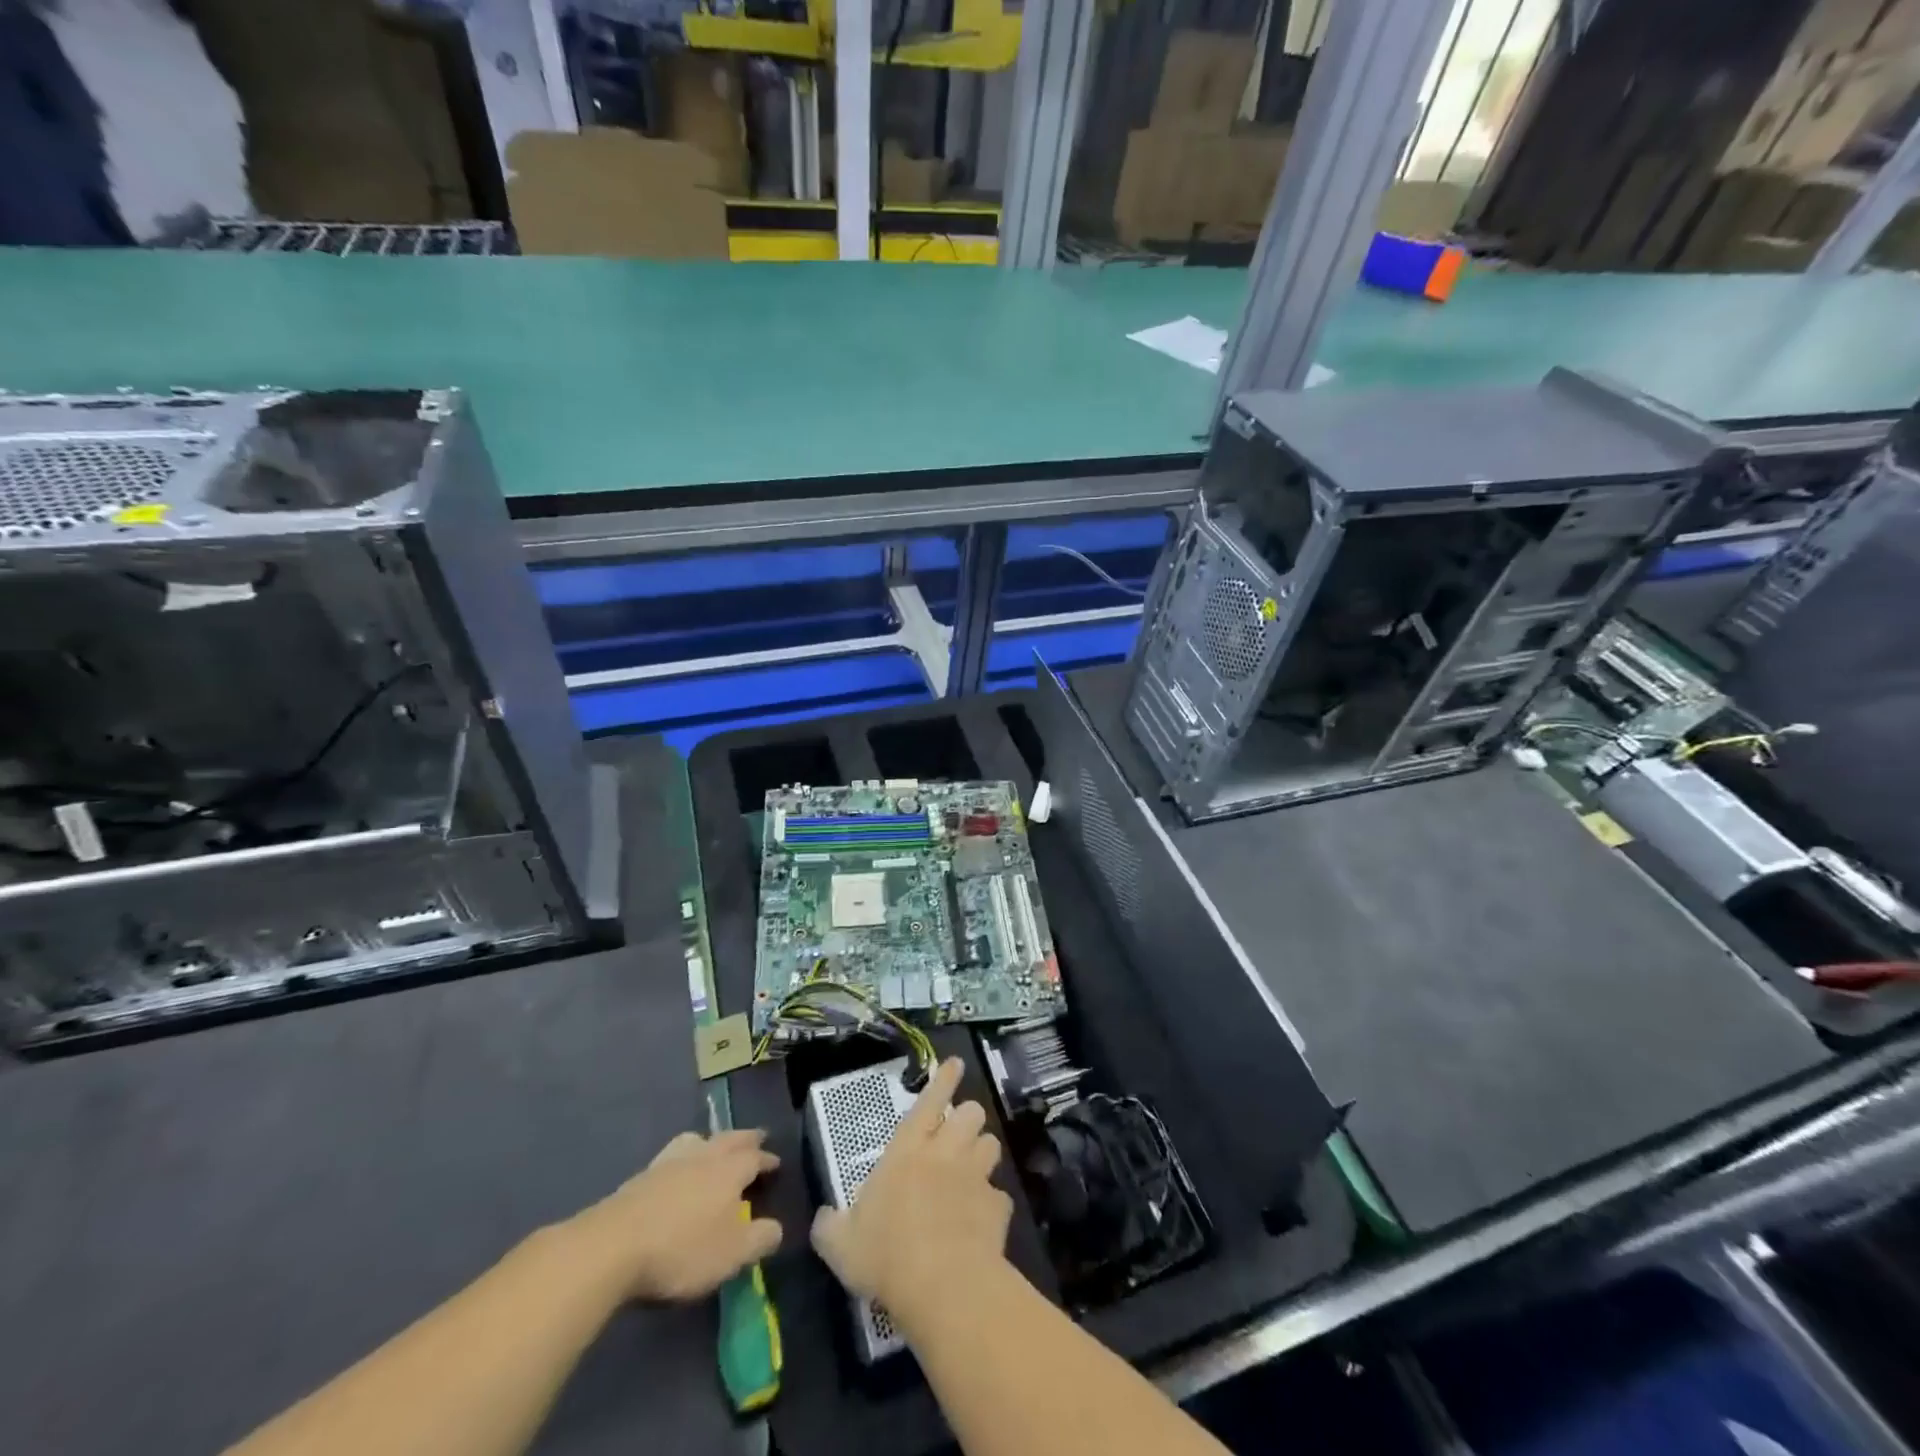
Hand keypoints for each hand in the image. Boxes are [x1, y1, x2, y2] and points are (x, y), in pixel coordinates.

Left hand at [566, 1129, 781, 1302]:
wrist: (613, 1246)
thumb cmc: (683, 1249)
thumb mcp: (733, 1253)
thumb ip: (760, 1239)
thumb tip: (776, 1228)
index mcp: (729, 1170)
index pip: (755, 1158)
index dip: (767, 1160)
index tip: (776, 1163)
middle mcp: (703, 1156)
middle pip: (729, 1139)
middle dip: (745, 1139)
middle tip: (756, 1138)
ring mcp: (669, 1163)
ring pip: (697, 1141)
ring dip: (711, 1141)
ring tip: (714, 1146)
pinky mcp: (641, 1177)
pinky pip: (671, 1156)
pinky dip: (682, 1158)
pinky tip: (676, 1172)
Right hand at [810, 1058, 1010, 1328]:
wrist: (942, 1287)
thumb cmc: (885, 1255)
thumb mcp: (840, 1244)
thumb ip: (830, 1225)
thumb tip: (823, 1218)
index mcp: (906, 1150)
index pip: (929, 1101)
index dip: (943, 1079)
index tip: (956, 1063)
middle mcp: (945, 1152)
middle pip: (970, 1113)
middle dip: (967, 1119)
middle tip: (956, 1136)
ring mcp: (975, 1177)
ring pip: (991, 1144)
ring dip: (982, 1152)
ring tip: (973, 1168)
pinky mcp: (998, 1207)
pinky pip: (1000, 1195)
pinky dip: (992, 1203)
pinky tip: (983, 1220)